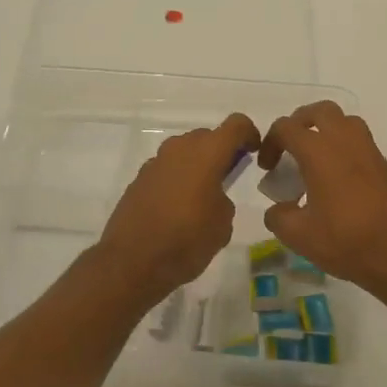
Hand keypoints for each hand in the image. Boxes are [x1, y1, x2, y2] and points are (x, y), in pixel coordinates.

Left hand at [95, 113, 259, 305]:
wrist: (132, 261)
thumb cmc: (187, 241)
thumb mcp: (222, 224)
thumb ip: (223, 200)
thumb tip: (212, 197)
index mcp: (206, 153)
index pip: (236, 125)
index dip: (249, 134)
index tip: (254, 153)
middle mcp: (179, 149)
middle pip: (207, 137)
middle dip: (220, 152)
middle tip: (228, 178)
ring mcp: (155, 162)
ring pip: (184, 152)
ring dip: (196, 165)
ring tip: (201, 197)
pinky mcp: (138, 179)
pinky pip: (166, 169)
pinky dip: (176, 179)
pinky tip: (176, 208)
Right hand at [257, 102, 386, 306]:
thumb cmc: (345, 241)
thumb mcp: (298, 235)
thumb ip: (278, 216)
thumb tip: (279, 208)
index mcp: (319, 152)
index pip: (286, 127)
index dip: (270, 143)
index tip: (268, 168)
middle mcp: (345, 141)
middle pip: (319, 111)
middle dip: (300, 123)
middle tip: (291, 147)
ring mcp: (369, 151)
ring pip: (345, 121)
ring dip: (326, 130)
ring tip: (316, 158)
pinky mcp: (385, 165)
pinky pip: (360, 141)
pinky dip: (344, 148)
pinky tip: (339, 179)